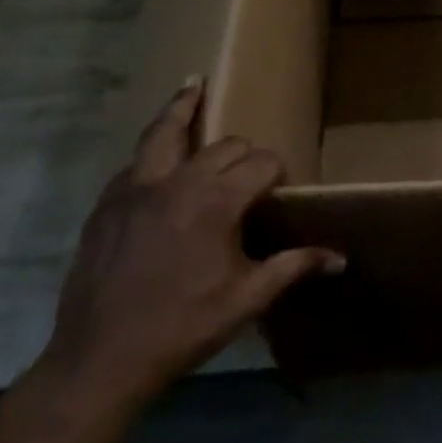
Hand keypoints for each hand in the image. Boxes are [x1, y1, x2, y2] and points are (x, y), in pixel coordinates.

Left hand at [42, 80, 343, 405]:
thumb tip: (340, 259)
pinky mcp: (107, 204)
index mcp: (217, 201)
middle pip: (223, 146)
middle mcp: (177, 182)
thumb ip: (293, 267)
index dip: (276, 172)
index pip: (260, 163)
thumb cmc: (183, 326)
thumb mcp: (247, 299)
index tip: (280, 191)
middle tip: (250, 173)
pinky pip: (134, 162)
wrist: (101, 357)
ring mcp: (135, 189)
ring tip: (192, 85)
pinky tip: (158, 158)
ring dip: (182, 109)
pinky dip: (151, 151)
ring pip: (163, 133)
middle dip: (243, 152)